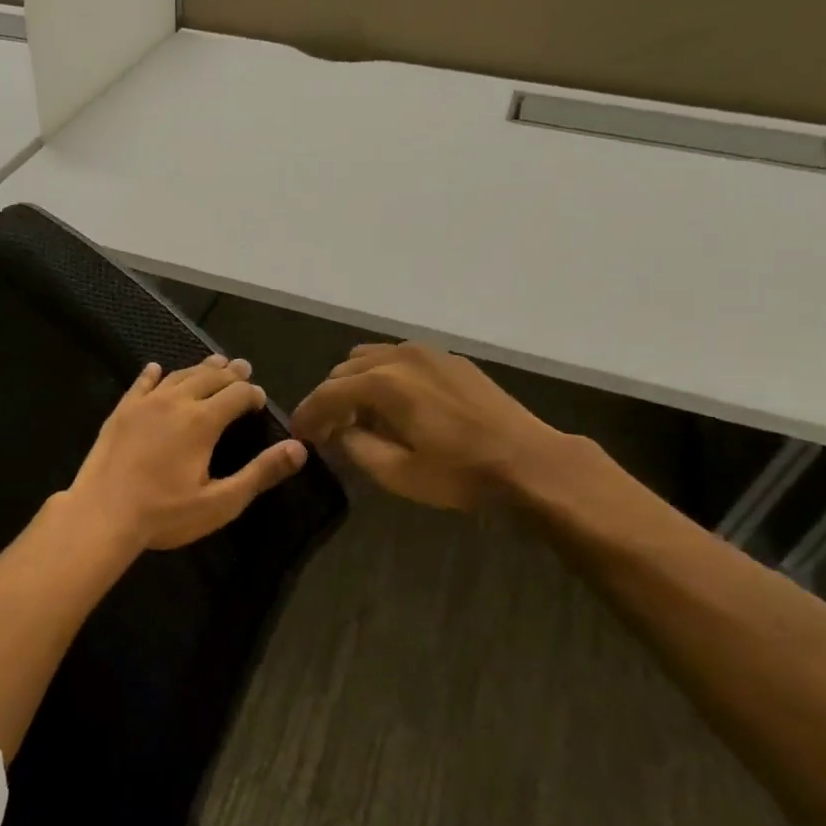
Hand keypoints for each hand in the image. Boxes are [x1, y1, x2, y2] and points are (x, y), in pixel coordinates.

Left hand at [65, 355, 308, 550]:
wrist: (101, 514)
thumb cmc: (164, 514)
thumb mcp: (220, 502)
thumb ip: (259, 473)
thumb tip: (298, 449)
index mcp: (203, 421)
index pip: (237, 394)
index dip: (252, 394)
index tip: (260, 399)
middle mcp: (176, 402)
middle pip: (209, 377)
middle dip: (231, 373)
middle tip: (243, 368)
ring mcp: (145, 403)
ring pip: (178, 375)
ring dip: (199, 368)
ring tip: (214, 363)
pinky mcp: (121, 411)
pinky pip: (141, 383)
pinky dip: (153, 374)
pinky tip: (155, 369)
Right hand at [289, 343, 563, 509]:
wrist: (528, 460)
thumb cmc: (459, 472)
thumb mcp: (396, 472)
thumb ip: (356, 446)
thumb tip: (340, 431)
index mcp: (383, 383)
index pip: (327, 393)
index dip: (307, 414)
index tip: (298, 434)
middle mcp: (399, 357)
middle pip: (344, 370)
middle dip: (329, 399)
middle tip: (326, 431)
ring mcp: (427, 352)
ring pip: (370, 358)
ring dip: (354, 384)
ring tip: (358, 416)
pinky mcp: (448, 359)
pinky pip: (399, 358)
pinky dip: (382, 376)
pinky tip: (392, 404)